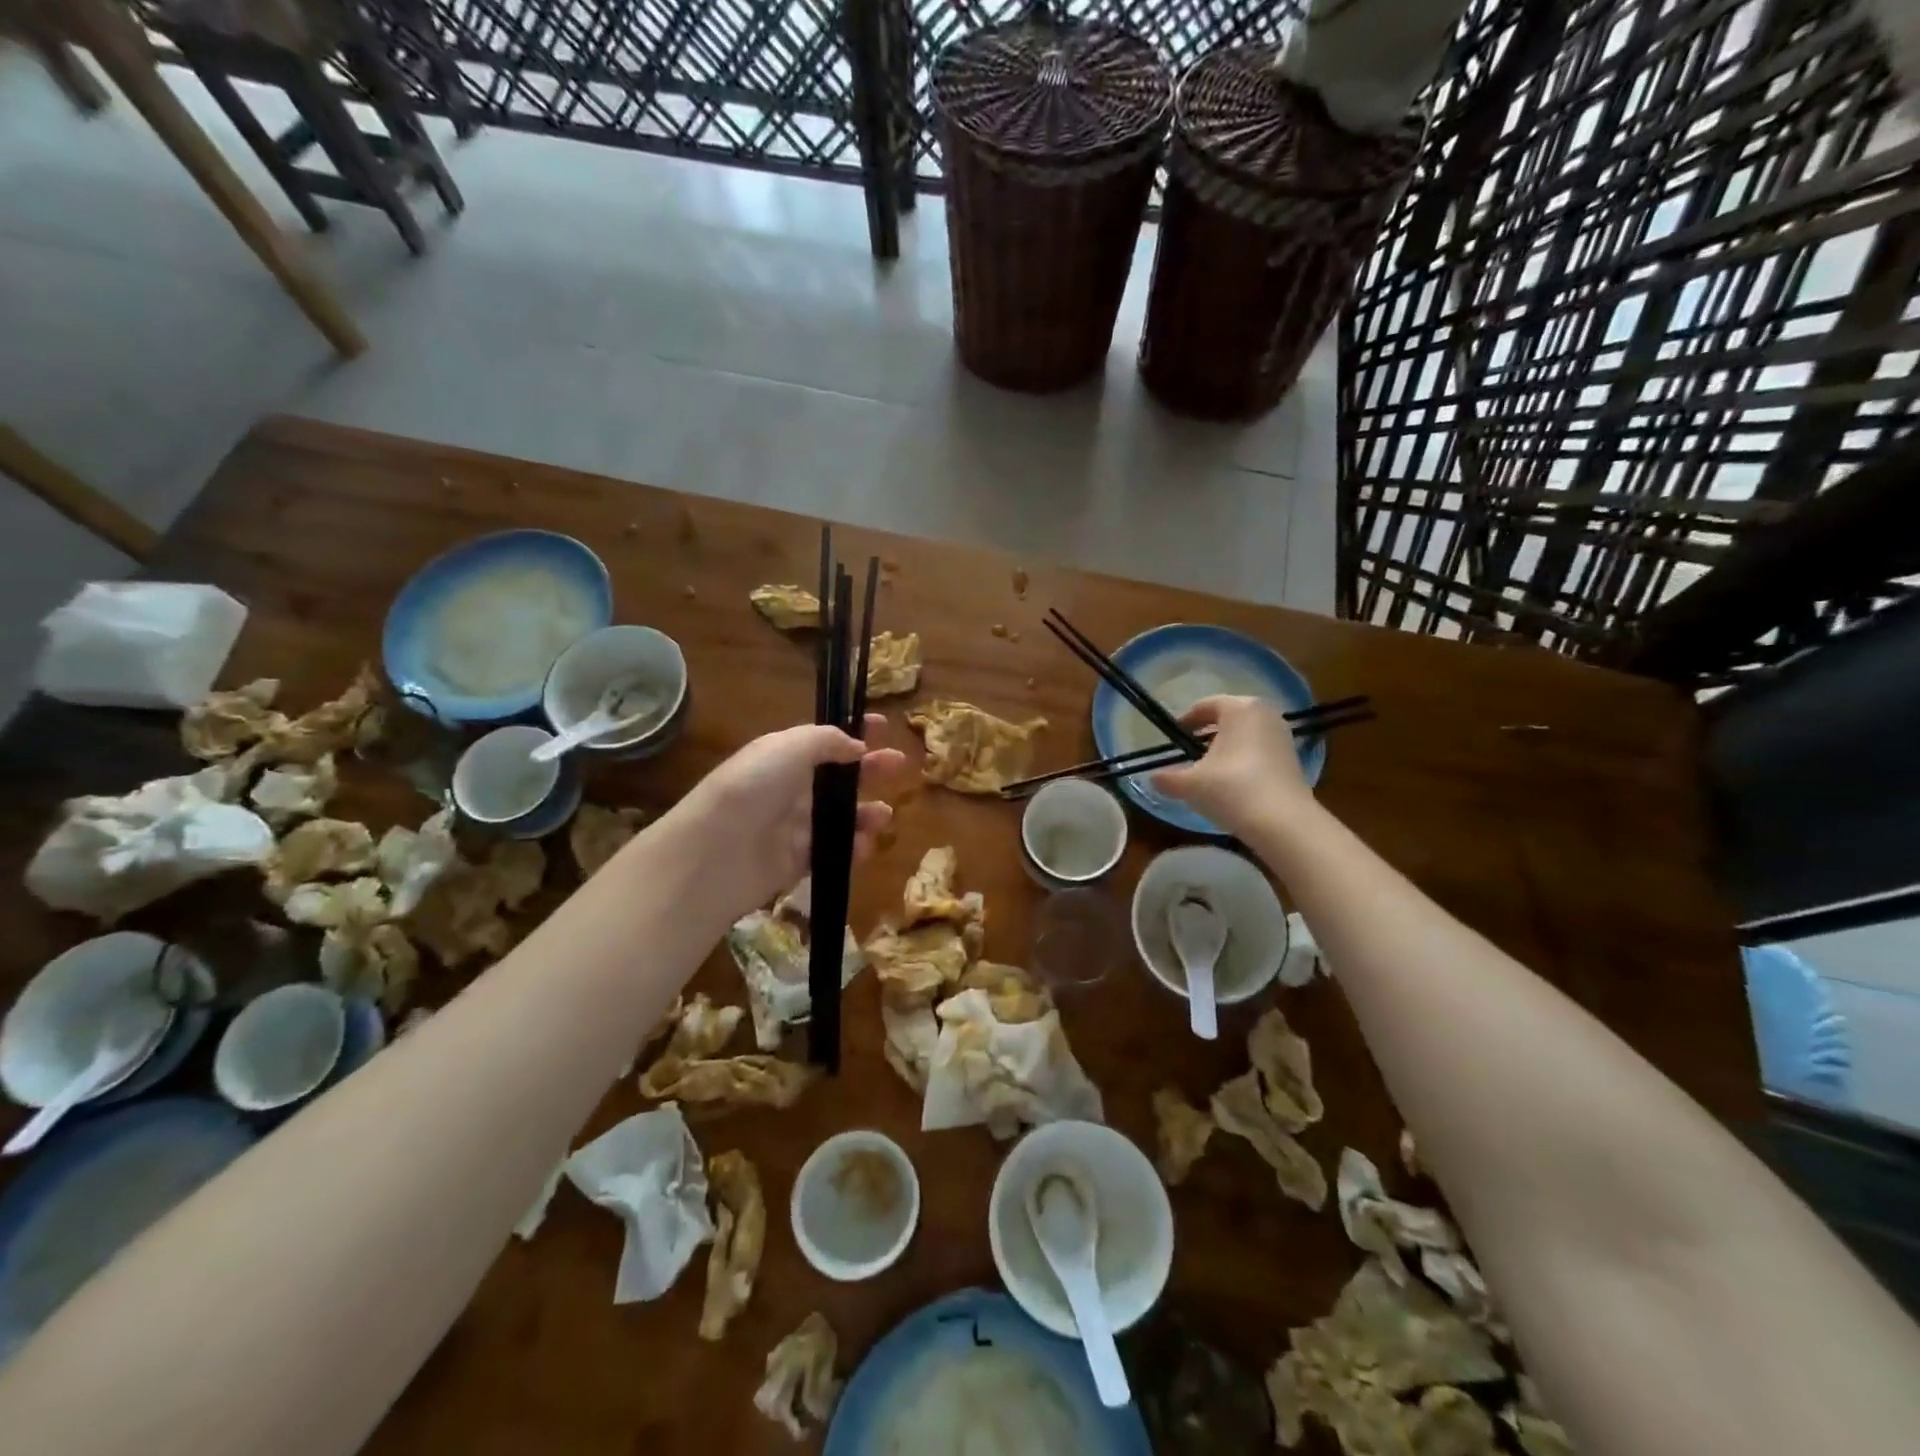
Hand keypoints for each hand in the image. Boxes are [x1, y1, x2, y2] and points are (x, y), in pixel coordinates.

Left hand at [668, 717, 904, 920]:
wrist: (716, 851)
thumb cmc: (754, 787)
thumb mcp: (789, 746)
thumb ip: (828, 740)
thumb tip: (857, 747)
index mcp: (785, 757)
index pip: (826, 740)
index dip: (854, 732)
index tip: (884, 725)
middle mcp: (791, 789)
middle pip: (839, 778)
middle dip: (871, 769)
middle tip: (900, 765)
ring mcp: (795, 827)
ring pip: (841, 817)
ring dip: (866, 814)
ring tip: (884, 816)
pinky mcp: (798, 862)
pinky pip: (834, 851)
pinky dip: (853, 849)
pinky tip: (864, 846)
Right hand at [1152, 695, 1311, 834]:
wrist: (1283, 822)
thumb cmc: (1231, 789)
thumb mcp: (1190, 784)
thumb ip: (1167, 778)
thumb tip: (1153, 777)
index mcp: (1239, 708)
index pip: (1206, 705)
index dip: (1186, 720)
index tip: (1173, 737)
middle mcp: (1265, 713)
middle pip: (1228, 718)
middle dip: (1206, 733)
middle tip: (1188, 751)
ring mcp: (1282, 735)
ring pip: (1245, 735)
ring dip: (1225, 747)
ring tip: (1208, 770)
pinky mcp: (1292, 758)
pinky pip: (1259, 750)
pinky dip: (1243, 759)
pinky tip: (1231, 783)